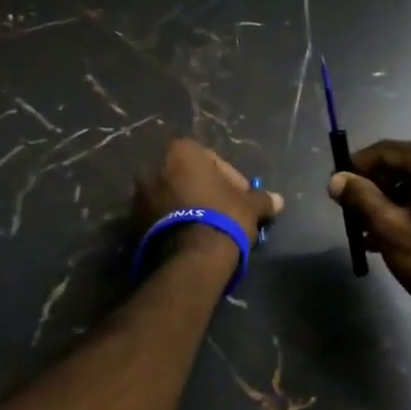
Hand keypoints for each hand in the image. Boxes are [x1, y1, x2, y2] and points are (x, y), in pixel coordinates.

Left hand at [135, 138, 283, 249]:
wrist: (191, 258)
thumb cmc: (222, 217)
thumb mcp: (250, 206)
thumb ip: (261, 199)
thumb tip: (278, 200)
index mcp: (181, 151)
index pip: (212, 160)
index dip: (231, 179)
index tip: (242, 198)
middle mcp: (154, 166)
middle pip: (188, 176)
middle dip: (206, 191)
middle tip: (226, 211)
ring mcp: (139, 195)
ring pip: (173, 196)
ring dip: (189, 207)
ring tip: (209, 227)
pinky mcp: (132, 222)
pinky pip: (160, 215)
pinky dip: (175, 222)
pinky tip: (193, 237)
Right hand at [327, 141, 410, 328]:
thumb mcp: (391, 230)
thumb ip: (360, 199)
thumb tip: (336, 178)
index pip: (385, 151)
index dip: (355, 167)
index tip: (336, 188)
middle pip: (403, 166)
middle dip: (373, 188)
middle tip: (351, 214)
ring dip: (390, 203)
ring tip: (367, 232)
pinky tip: (393, 239)